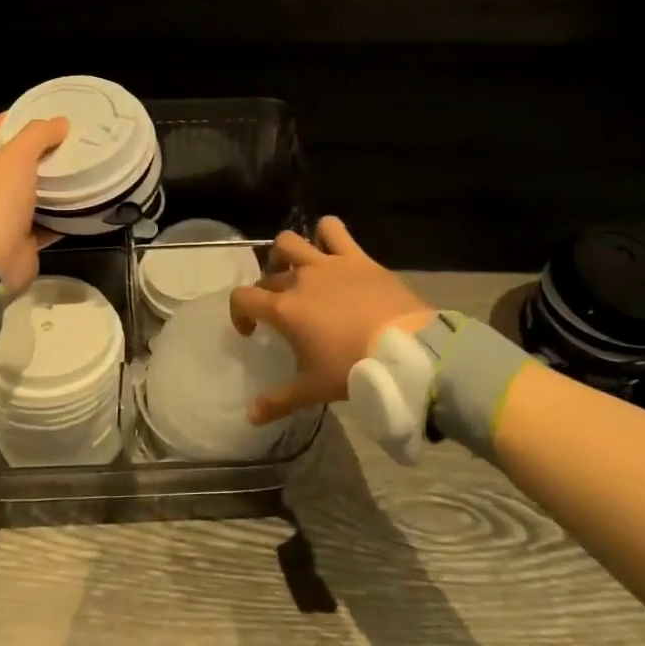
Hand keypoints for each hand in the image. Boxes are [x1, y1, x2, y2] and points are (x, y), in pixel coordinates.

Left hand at [0, 114, 68, 294]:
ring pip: (29, 192)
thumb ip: (38, 135)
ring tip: (77, 166)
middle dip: (34, 152)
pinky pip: (45, 220)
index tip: (35, 114)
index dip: (6, 121)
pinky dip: (62, 213)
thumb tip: (60, 122)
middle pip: (9, 163)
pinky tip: (82, 202)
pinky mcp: (21, 238)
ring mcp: (0, 216)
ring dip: (50, 182)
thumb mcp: (17, 157)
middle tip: (64, 140)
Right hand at [230, 215, 432, 425]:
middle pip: (269, 276)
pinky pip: (334, 230)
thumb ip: (277, 402)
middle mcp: (300, 279)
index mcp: (284, 309)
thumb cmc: (353, 369)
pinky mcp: (356, 257)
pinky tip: (329, 248)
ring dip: (286, 253)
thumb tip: (249, 416)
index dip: (239, 312)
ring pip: (291, 241)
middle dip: (266, 292)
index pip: (242, 298)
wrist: (405, 350)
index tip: (251, 331)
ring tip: (295, 271)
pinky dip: (326, 234)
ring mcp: (328, 264)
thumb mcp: (312, 390)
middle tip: (280, 313)